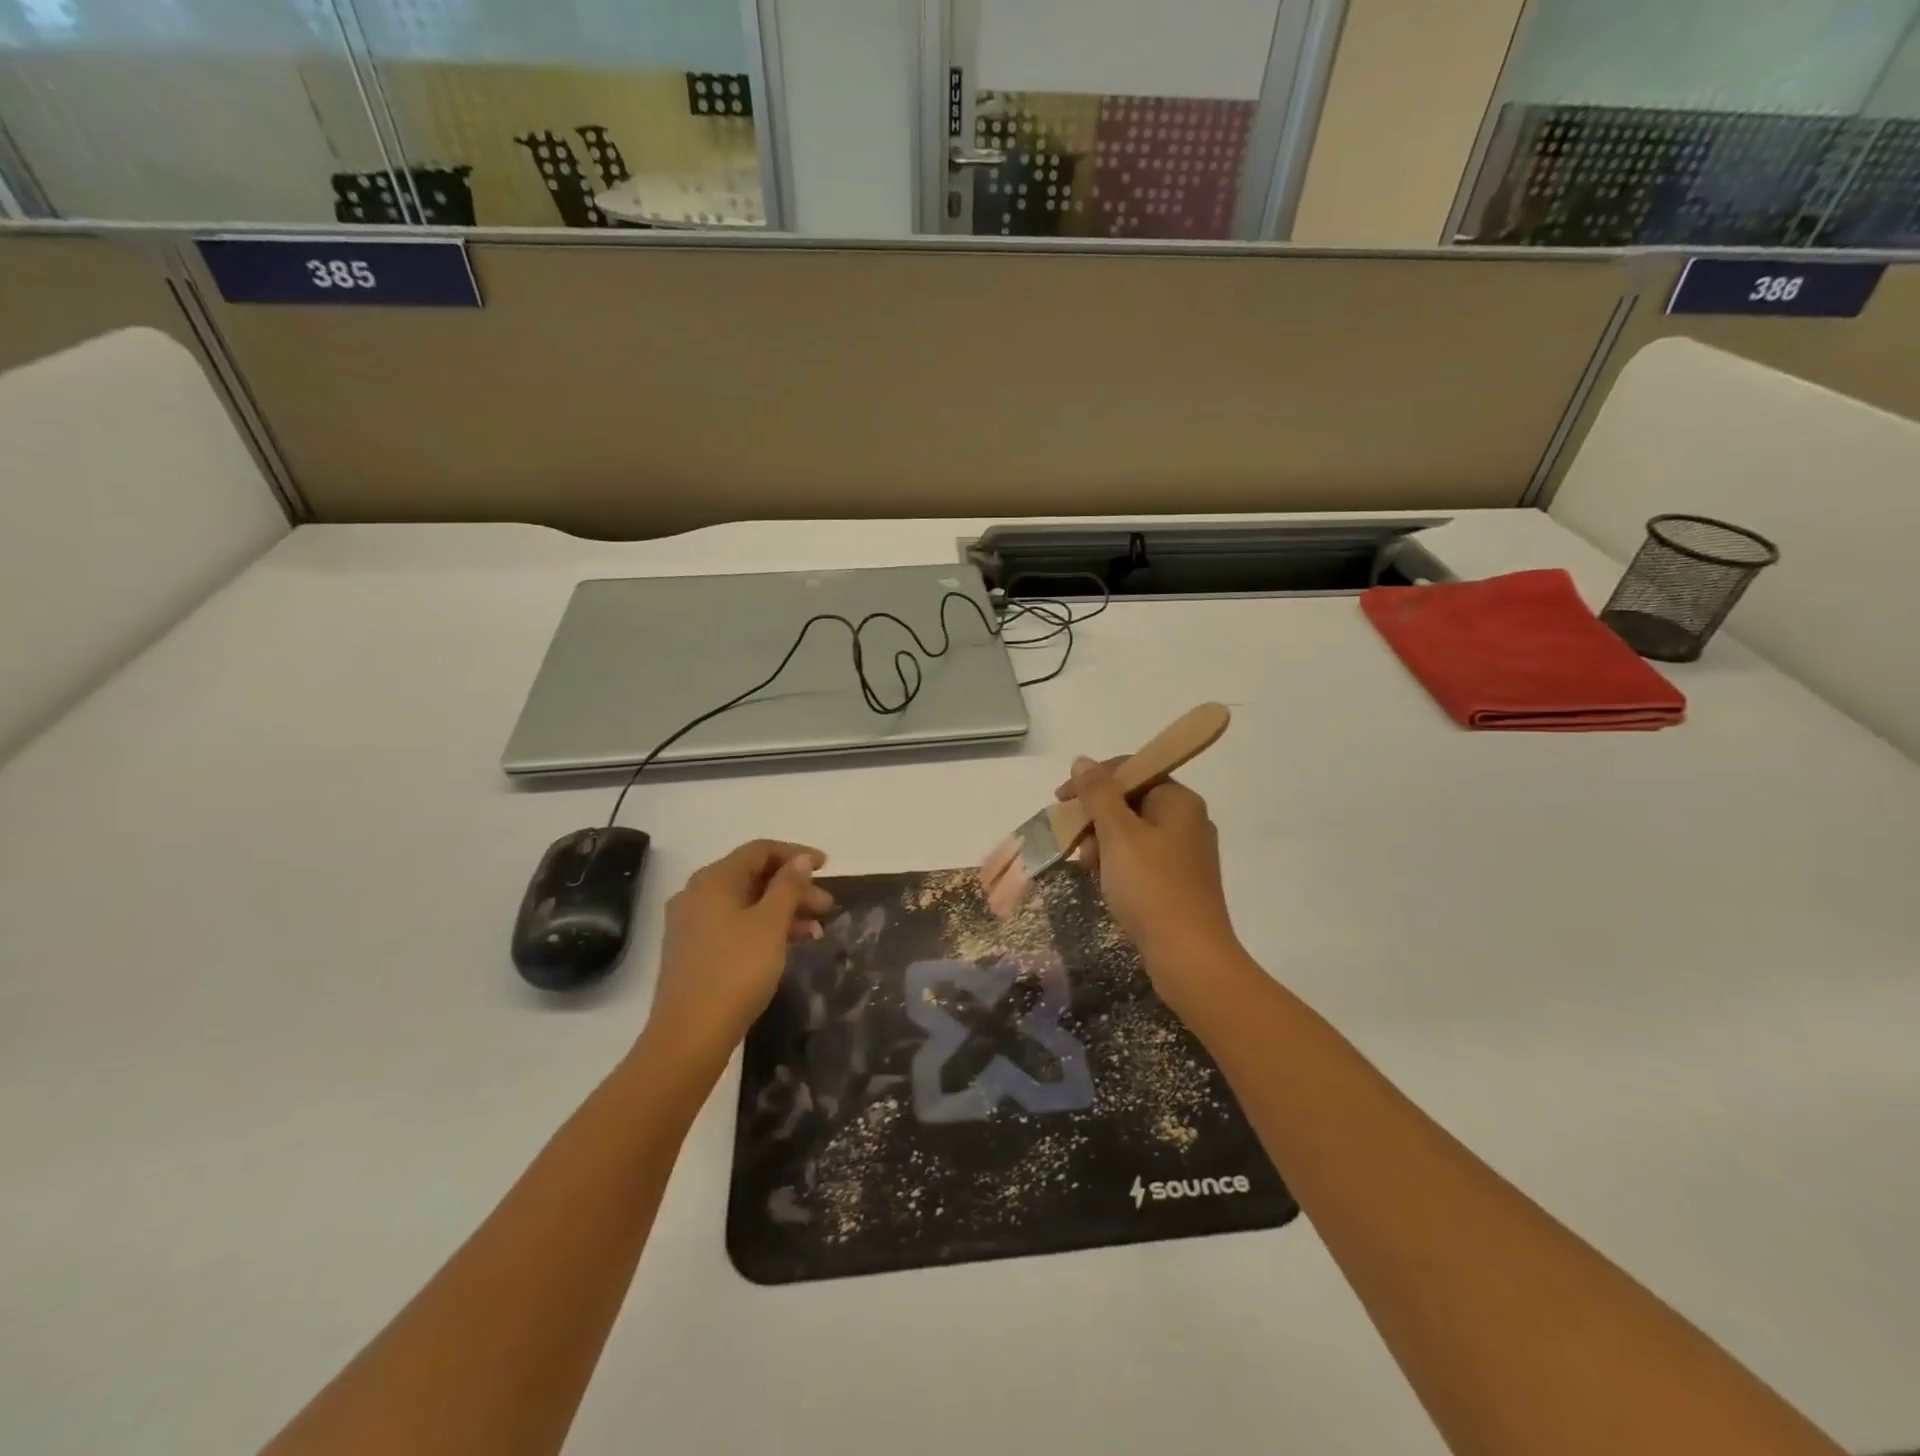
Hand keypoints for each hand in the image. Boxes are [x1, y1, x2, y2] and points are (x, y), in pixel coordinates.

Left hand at [644, 840, 832, 1066]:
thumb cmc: (735, 971)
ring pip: (747, 904)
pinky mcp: (694, 952)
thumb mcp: (770, 925)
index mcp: (713, 880)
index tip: (827, 866)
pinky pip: (736, 926)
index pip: (759, 851)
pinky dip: (765, 929)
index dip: (796, 854)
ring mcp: (693, 925)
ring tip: (817, 930)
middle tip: (827, 905)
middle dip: (794, 888)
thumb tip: (800, 861)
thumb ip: (788, 887)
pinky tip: (791, 945)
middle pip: (753, 877)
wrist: (689, 1035)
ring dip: (783, 911)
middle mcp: (697, 895)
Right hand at [1056, 757, 1244, 994]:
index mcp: (1179, 801)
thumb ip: (1098, 794)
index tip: (1061, 799)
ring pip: (1132, 832)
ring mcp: (1185, 853)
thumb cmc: (1151, 888)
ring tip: (1087, 866)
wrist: (1189, 957)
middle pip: (1130, 801)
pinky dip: (1117, 863)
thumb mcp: (1118, 834)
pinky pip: (1140, 859)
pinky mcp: (1179, 882)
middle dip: (1096, 817)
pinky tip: (1103, 882)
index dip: (1093, 780)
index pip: (1132, 770)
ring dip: (1103, 842)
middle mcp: (1187, 820)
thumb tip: (1083, 761)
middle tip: (1074, 840)